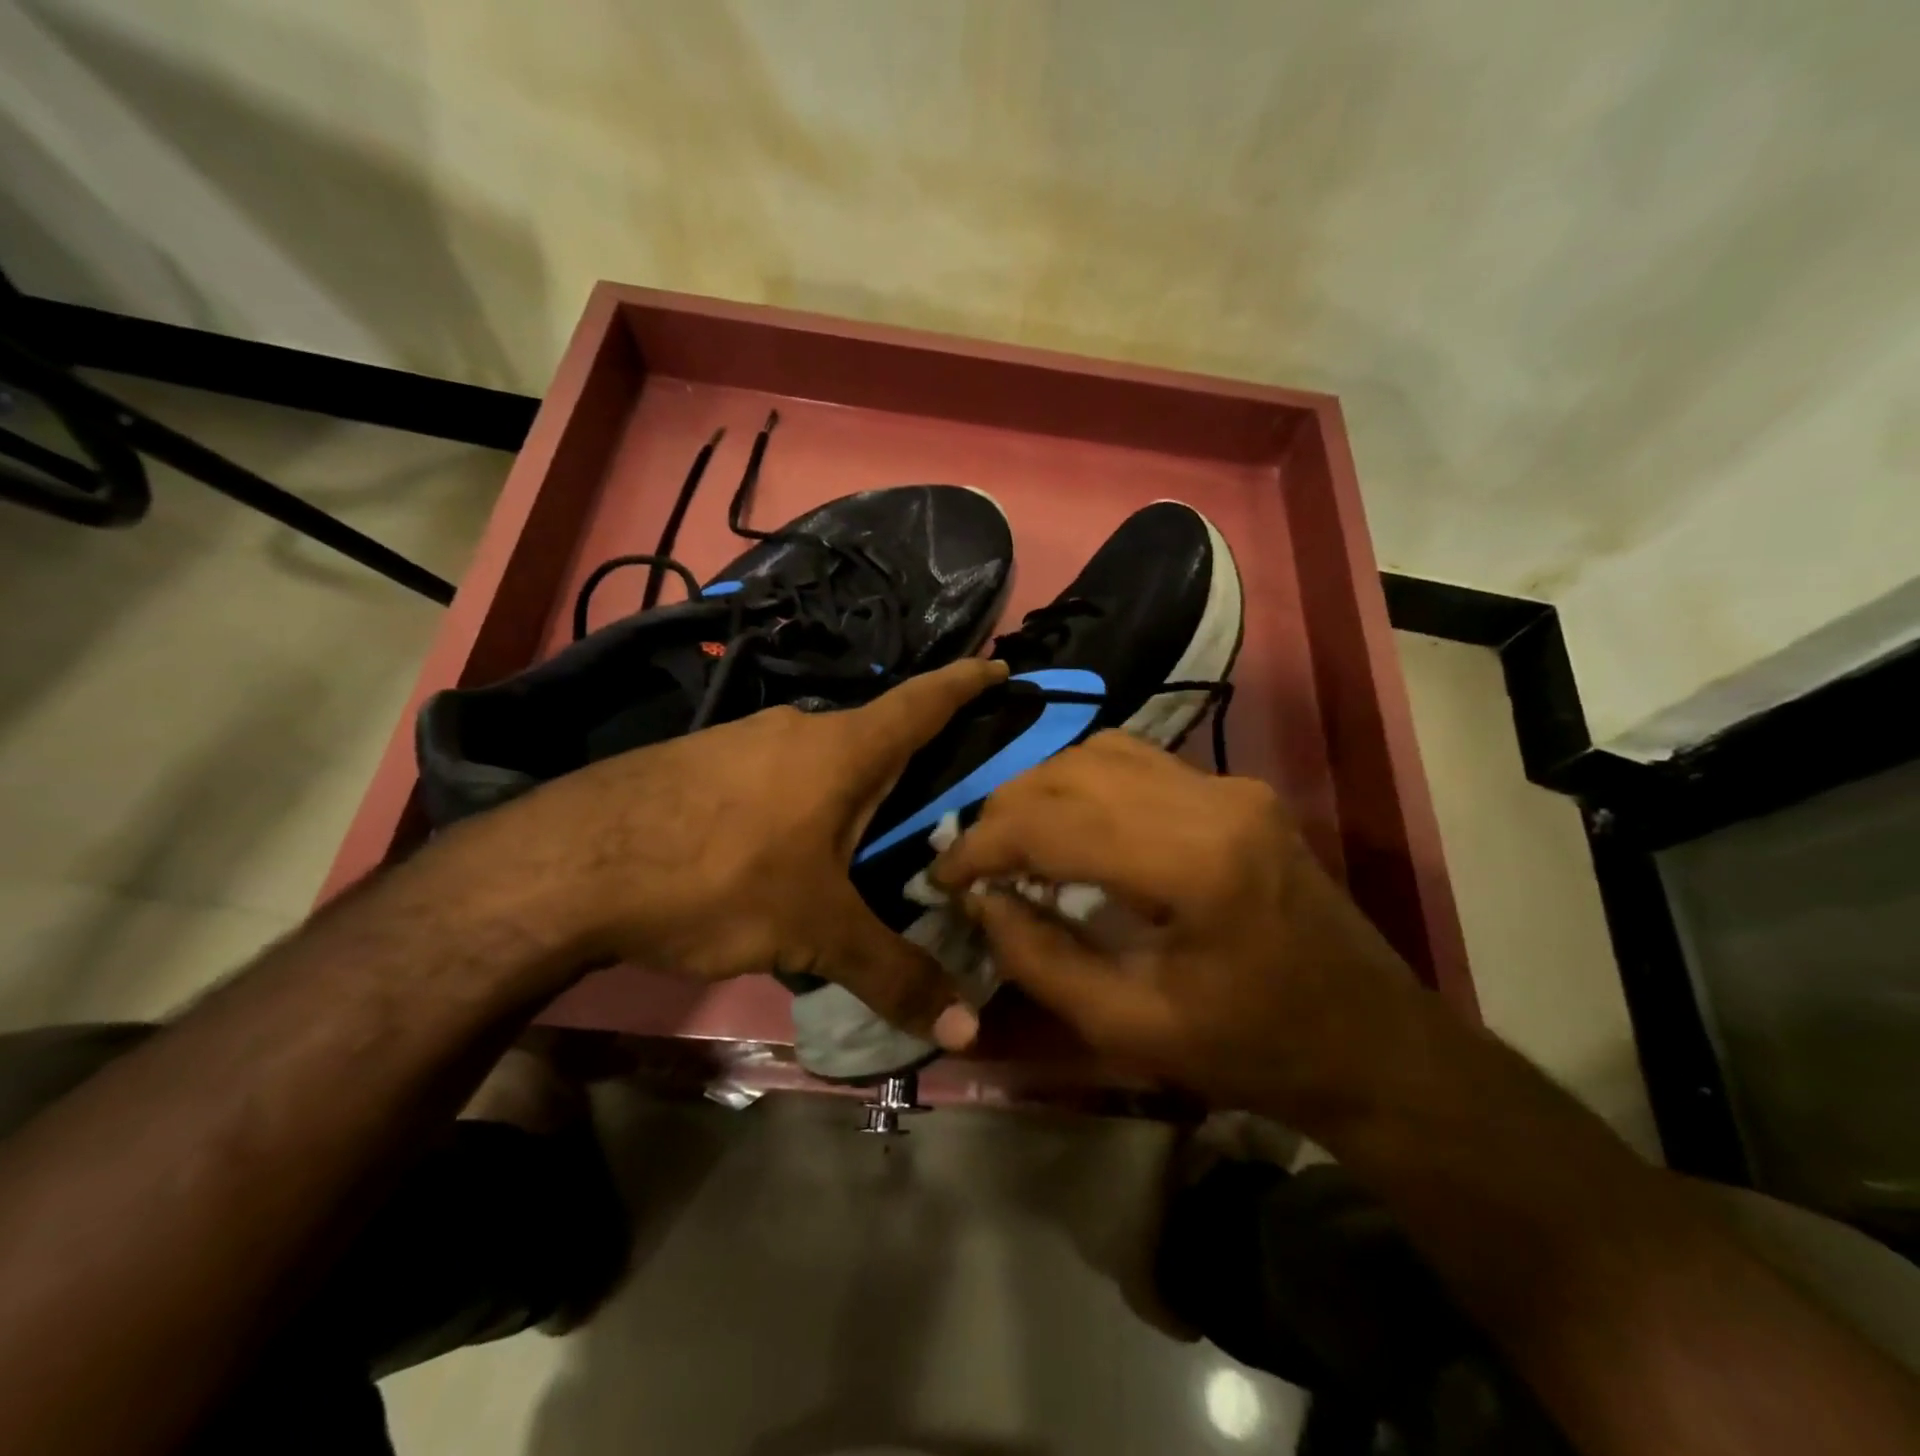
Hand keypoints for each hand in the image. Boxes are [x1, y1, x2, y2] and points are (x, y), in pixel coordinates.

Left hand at [428, 659, 1007, 1049]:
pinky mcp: (703, 761)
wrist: (574, 862)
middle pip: (875, 736)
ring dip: (849, 787)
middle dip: (910, 760)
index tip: (1000, 666)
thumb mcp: (815, 931)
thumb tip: (968, 1030)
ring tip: (865, 836)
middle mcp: (800, 728)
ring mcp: (746, 738)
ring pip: (821, 758)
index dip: (967, 682)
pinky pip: (776, 773)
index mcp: (845, 750)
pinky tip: (786, 845)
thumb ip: (892, 974)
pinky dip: (801, 799)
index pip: (924, 702)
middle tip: (938, 800)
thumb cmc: (720, 877)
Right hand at [932, 731, 1426, 1124]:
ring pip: (1099, 753)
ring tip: (1012, 842)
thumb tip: (984, 900)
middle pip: (1072, 771)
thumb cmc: (1254, 1052)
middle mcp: (1212, 799)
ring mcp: (1229, 784)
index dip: (983, 845)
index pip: (1053, 820)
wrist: (1372, 1042)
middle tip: (972, 863)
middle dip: (1004, 812)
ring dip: (1042, 791)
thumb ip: (1041, 959)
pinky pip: (1135, 762)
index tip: (941, 877)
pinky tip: (1068, 826)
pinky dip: (1083, 784)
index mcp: (1193, 862)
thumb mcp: (1130, 1029)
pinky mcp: (1236, 788)